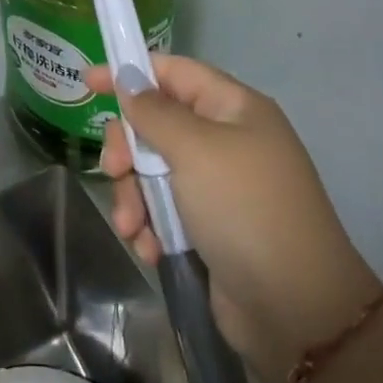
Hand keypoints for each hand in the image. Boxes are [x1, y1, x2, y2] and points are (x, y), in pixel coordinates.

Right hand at [87, 55, 382, 382]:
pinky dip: (151, 226)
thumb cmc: (245, 209)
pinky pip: (164, 211)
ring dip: (134, 196)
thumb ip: (154, 112)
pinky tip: (150, 249)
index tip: (87, 82)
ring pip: (153, 172)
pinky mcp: (209, 227)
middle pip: (156, 124)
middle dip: (129, 149)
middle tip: (114, 170)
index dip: (130, 73)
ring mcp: (218, 186)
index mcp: (233, 109)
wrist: (295, 309)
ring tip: (132, 226)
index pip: (173, 73)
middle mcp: (226, 141)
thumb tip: (129, 78)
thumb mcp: (196, 150)